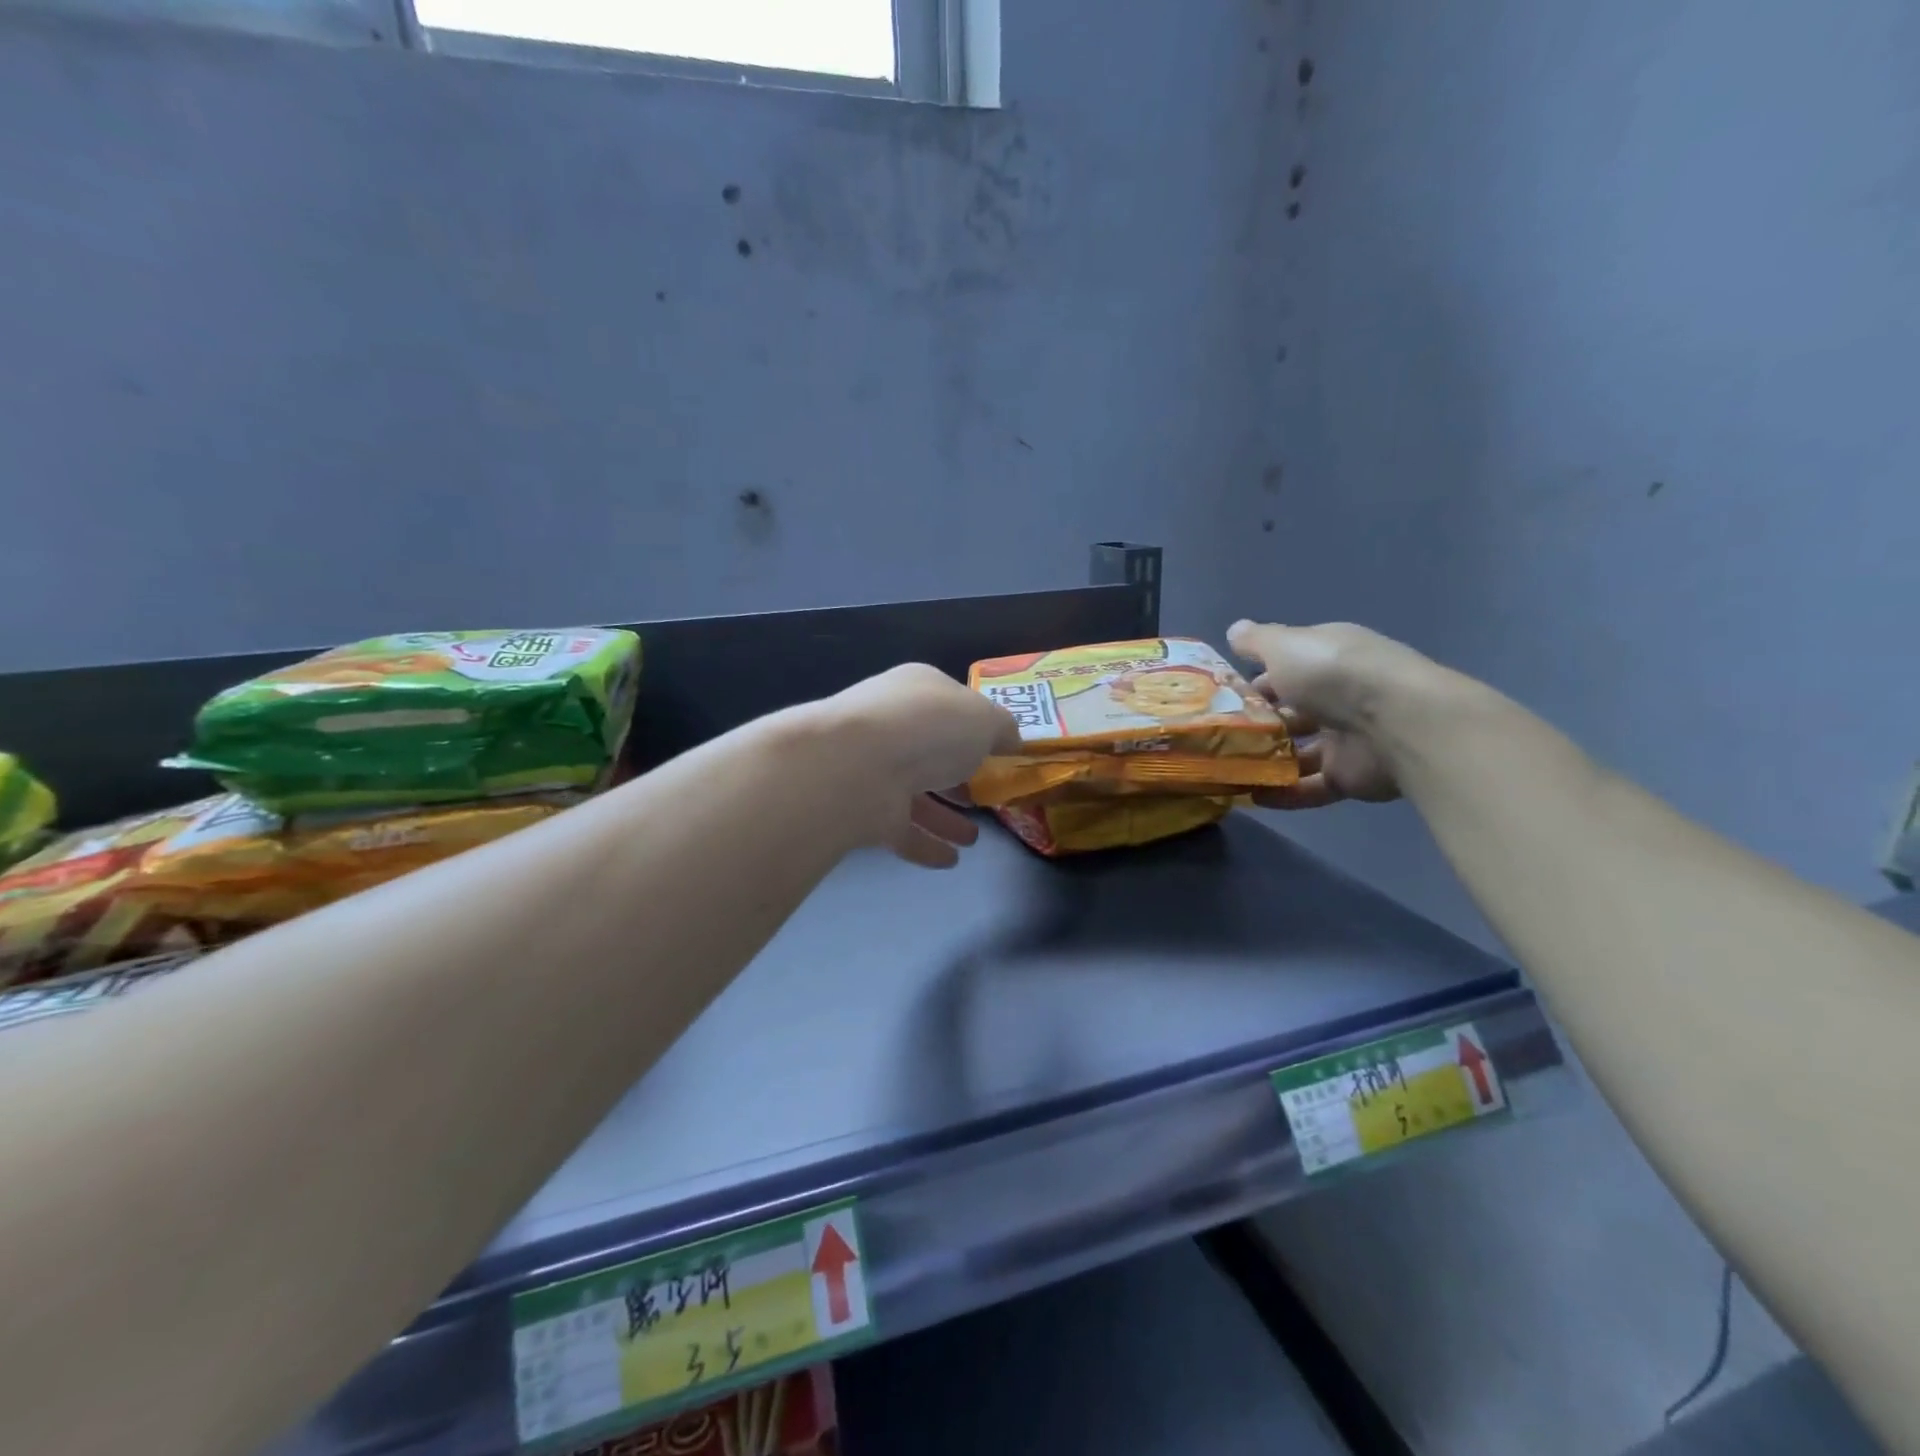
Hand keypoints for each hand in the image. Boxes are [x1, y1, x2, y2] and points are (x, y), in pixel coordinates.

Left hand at [824, 664, 1021, 867]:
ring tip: (974, 839)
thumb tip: (1010, 741)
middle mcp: (892, 726)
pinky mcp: (863, 810)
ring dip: (944, 818)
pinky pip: (900, 830)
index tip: (998, 754)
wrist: (856, 766)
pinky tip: (951, 861)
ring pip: (915, 795)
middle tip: (984, 798)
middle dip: (957, 777)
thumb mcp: (985, 719)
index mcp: (918, 691)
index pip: (950, 706)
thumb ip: (1003, 729)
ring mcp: (873, 769)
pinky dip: (925, 845)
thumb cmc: (929, 728)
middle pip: (930, 753)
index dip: (976, 728)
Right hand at [1226, 620, 1436, 809]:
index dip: (1255, 683)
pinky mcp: (1349, 776)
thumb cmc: (1332, 674)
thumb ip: (1257, 641)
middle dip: (1258, 724)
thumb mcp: (1285, 646)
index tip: (1224, 699)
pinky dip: (1282, 793)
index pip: (1288, 669)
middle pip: (1292, 712)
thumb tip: (1234, 630)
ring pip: (1298, 752)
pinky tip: (1250, 796)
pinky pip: (1309, 787)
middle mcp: (1339, 696)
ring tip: (1227, 769)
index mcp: (1328, 659)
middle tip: (1219, 737)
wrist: (1395, 722)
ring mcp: (1347, 738)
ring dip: (1266, 761)